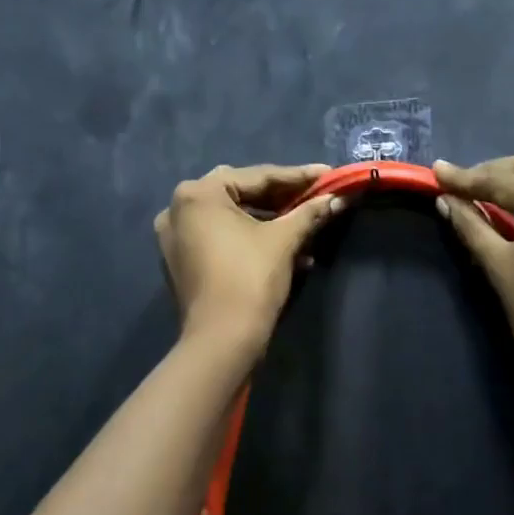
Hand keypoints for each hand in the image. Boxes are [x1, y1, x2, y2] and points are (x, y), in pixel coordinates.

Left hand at [155, 163, 344, 355]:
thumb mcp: (284, 240)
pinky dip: (250, 240)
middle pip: (242, 194)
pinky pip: (221, 239)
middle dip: (283, 198)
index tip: (328, 174)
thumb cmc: (250, 279)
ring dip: (271, 223)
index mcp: (198, 193)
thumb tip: (338, 198)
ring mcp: (175, 237)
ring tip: (308, 230)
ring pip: (232, 219)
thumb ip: (309, 212)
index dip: (298, 176)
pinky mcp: (181, 261)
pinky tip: (288, 253)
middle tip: (316, 196)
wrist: (221, 340)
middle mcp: (178, 208)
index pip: (257, 176)